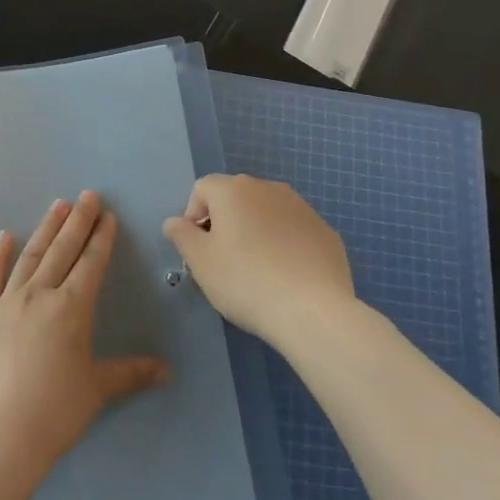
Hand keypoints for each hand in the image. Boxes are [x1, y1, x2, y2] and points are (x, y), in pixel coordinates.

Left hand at [0, 192, 169, 474]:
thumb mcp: (96, 390)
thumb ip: (130, 374)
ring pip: (30, 256)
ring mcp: (6, 302)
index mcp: (72, 309)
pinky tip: (4, 236)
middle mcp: (40, 295)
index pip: (91, 264)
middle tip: (87, 195)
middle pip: (62, 250)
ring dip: (45, 229)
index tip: (107, 216)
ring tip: (57, 205)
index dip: (101, 239)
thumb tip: (167, 370)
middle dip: (78, 222)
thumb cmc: (54, 411)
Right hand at [162, 175, 355, 345]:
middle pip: (235, 197)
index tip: (198, 249)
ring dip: (255, 231)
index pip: (202, 189)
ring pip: (266, 213)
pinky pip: (293, 231)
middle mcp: (268, 188)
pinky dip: (284, 245)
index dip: (193, 216)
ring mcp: (302, 208)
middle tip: (223, 260)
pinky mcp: (325, 231)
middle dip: (225, 222)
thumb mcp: (200, 261)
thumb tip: (174, 222)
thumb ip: (181, 235)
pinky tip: (285, 276)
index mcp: (234, 190)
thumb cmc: (245, 281)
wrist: (312, 311)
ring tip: (256, 270)